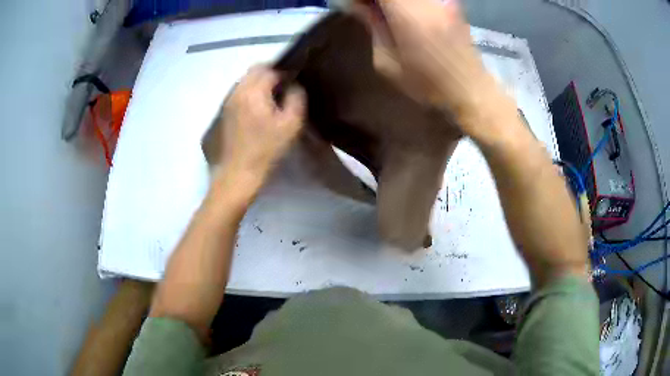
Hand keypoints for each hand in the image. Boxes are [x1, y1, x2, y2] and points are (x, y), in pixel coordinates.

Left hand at [218, 65, 305, 186]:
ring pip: (244, 82)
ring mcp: (226, 102)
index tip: (294, 83)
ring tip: (270, 101)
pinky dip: (249, 95)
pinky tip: (256, 112)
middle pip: (254, 71)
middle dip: (270, 74)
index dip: (284, 73)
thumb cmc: (266, 151)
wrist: (237, 175)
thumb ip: (296, 98)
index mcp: (253, 91)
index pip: (270, 69)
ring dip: (258, 84)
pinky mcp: (222, 114)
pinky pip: (238, 94)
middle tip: (283, 89)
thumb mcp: (290, 125)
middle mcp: (236, 91)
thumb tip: (294, 85)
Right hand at [354, 0, 508, 134]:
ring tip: (387, 15)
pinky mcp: (450, 5)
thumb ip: (372, 26)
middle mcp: (425, 2)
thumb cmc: (427, 83)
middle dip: (377, 0)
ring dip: (393, 3)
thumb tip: (359, 6)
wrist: (470, 90)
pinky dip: (408, 4)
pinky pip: (424, 0)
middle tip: (369, 10)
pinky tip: (405, 15)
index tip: (356, 6)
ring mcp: (440, 2)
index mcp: (406, 13)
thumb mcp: (387, 62)